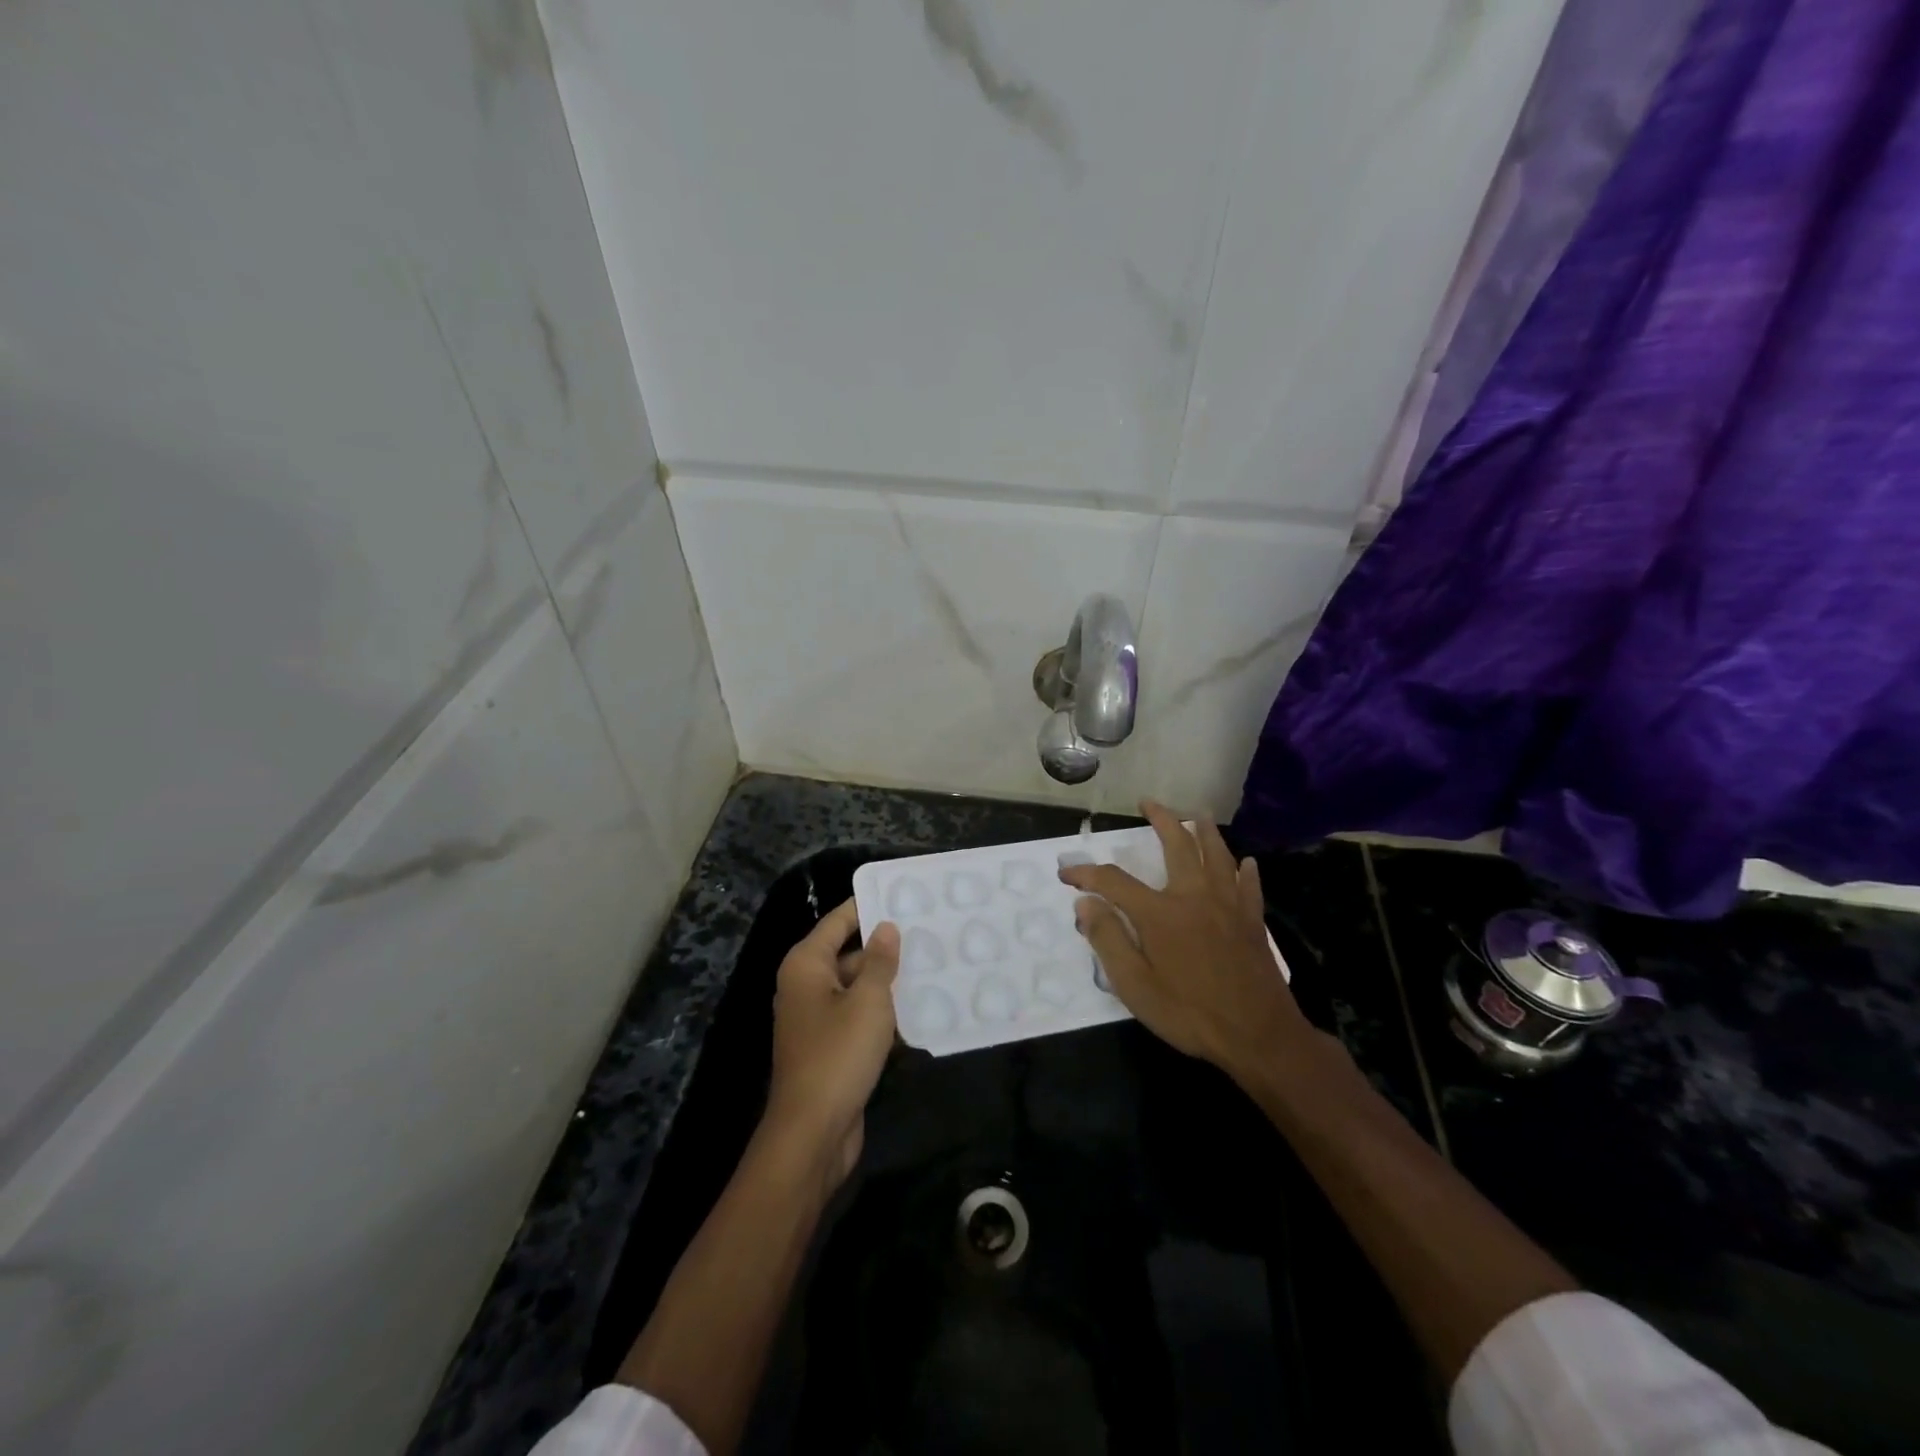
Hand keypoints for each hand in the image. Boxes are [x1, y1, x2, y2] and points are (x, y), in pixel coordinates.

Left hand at [764, 899, 899, 1189]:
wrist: (813, 1132)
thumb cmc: (838, 1054)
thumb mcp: (868, 1001)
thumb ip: (879, 961)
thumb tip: (885, 927)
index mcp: (806, 965)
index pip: (838, 921)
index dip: (867, 906)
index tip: (901, 894)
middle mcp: (805, 986)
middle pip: (847, 953)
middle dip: (883, 946)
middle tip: (927, 932)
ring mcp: (816, 1019)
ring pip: (856, 987)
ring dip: (886, 981)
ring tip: (931, 965)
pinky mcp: (829, 1047)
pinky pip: (858, 1017)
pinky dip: (882, 1012)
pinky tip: (917, 1009)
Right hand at [1059, 802, 1310, 1083]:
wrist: (1258, 1036)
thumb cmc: (1190, 1013)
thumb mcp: (1136, 986)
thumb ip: (1109, 940)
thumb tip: (1085, 904)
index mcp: (1161, 913)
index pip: (1113, 881)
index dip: (1086, 874)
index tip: (1066, 874)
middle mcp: (1194, 897)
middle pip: (1177, 845)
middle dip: (1161, 819)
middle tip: (1149, 802)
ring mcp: (1228, 906)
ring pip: (1217, 855)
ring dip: (1205, 831)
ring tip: (1197, 814)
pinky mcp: (1252, 921)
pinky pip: (1248, 885)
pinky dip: (1244, 870)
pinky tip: (1245, 862)